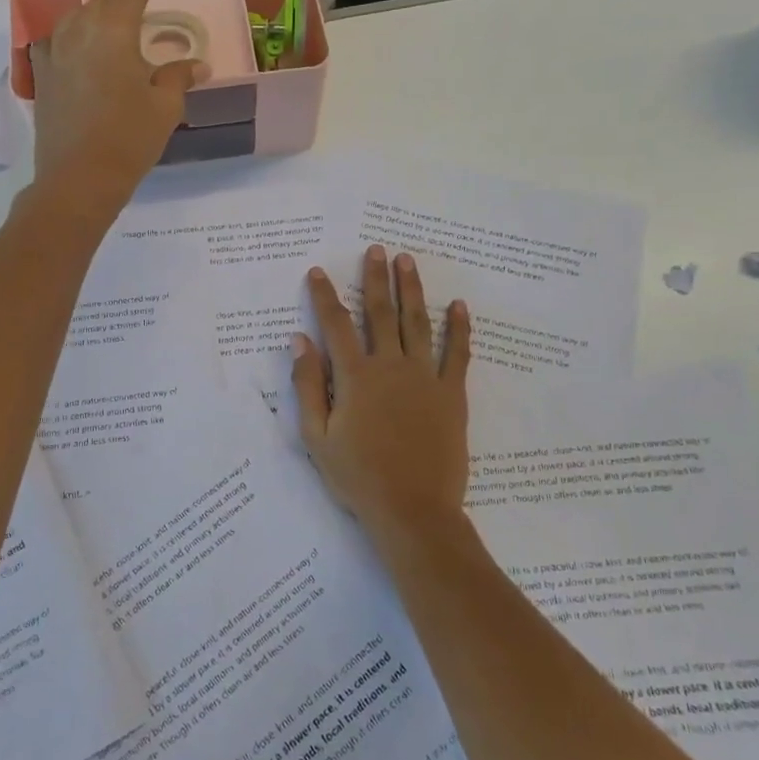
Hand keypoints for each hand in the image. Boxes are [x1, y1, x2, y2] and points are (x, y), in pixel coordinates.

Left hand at [29, 0, 195, 220]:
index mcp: (113, 32)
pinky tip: (76, 52)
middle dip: (120, 0)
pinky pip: (54, 44)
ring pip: (73, 20)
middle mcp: (79, 33)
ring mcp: (54, 55)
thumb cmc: (129, 139)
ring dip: (93, 16)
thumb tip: (197, 64)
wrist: (78, 178)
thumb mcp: (164, 108)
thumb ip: (178, 78)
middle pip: (100, 3)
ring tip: (108, 26)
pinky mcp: (41, 79)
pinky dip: (69, 39)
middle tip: (138, 5)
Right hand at [292, 247, 471, 543]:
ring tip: (407, 261)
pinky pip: (458, 354)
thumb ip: (307, 386)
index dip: (325, 296)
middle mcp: (390, 366)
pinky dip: (459, 328)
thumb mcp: (317, 437)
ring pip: (417, 323)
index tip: (318, 271)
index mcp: (355, 377)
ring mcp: (425, 377)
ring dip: (412, 289)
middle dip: (375, 278)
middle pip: (380, 313)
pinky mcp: (452, 394)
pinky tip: (458, 306)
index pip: (336, 325)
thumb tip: (299, 342)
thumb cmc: (358, 477)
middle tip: (376, 249)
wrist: (412, 510)